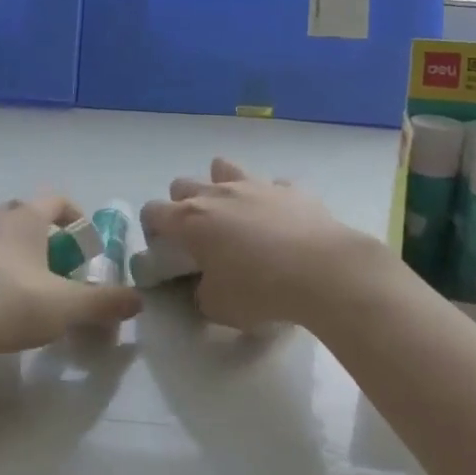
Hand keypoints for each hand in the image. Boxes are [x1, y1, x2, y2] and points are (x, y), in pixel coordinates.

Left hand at [0, 196, 141, 362]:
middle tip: (51, 274)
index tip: (84, 248)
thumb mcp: (65, 308)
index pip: (57, 200)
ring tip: (13, 291)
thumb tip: (138, 300)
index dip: (76, 219)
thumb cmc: (6, 305)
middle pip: (22, 217)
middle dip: (40, 240)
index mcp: (23, 218)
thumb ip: (104, 302)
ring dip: (4, 255)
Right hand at [140, 159, 391, 329]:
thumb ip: (201, 293)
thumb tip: (204, 285)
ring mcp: (256, 185)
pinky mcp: (291, 188)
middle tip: (199, 235)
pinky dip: (271, 199)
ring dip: (222, 186)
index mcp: (190, 220)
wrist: (323, 272)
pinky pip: (273, 185)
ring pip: (224, 168)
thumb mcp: (217, 307)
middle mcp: (218, 194)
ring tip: (235, 214)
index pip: (152, 211)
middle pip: (183, 184)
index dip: (153, 229)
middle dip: (183, 204)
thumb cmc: (260, 290)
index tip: (166, 250)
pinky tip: (281, 220)